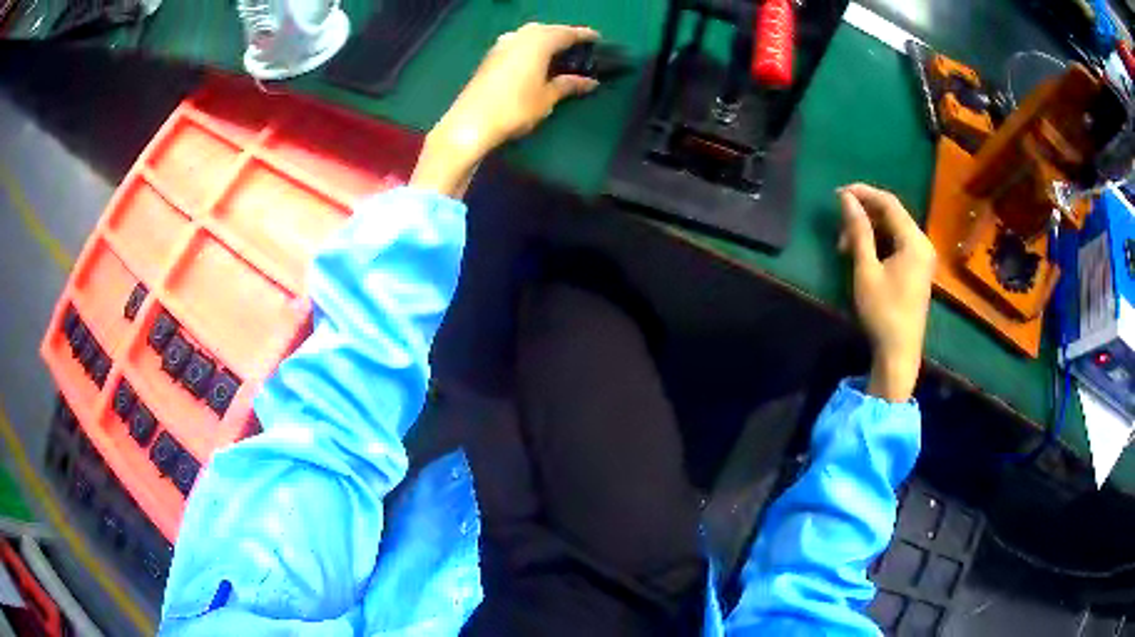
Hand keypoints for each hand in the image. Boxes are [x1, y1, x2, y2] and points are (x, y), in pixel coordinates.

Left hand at [410, 23, 599, 197]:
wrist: (471, 122)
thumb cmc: (515, 108)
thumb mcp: (547, 98)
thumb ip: (569, 85)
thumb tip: (591, 82)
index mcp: (538, 42)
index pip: (567, 33)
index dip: (584, 35)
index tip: (598, 39)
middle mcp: (520, 36)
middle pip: (547, 29)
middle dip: (563, 35)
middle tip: (578, 47)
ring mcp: (502, 45)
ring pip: (530, 35)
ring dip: (545, 39)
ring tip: (558, 53)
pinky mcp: (490, 56)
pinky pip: (518, 43)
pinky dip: (531, 47)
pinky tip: (535, 59)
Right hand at [838, 183, 935, 402]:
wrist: (900, 353)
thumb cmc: (883, 311)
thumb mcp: (866, 269)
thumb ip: (859, 230)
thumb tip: (846, 198)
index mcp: (914, 240)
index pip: (889, 203)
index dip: (863, 193)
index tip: (838, 194)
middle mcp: (922, 243)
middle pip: (893, 215)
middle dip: (865, 215)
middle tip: (839, 228)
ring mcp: (922, 257)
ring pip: (894, 229)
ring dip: (870, 230)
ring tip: (846, 245)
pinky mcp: (918, 269)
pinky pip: (898, 243)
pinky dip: (880, 242)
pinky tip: (863, 253)